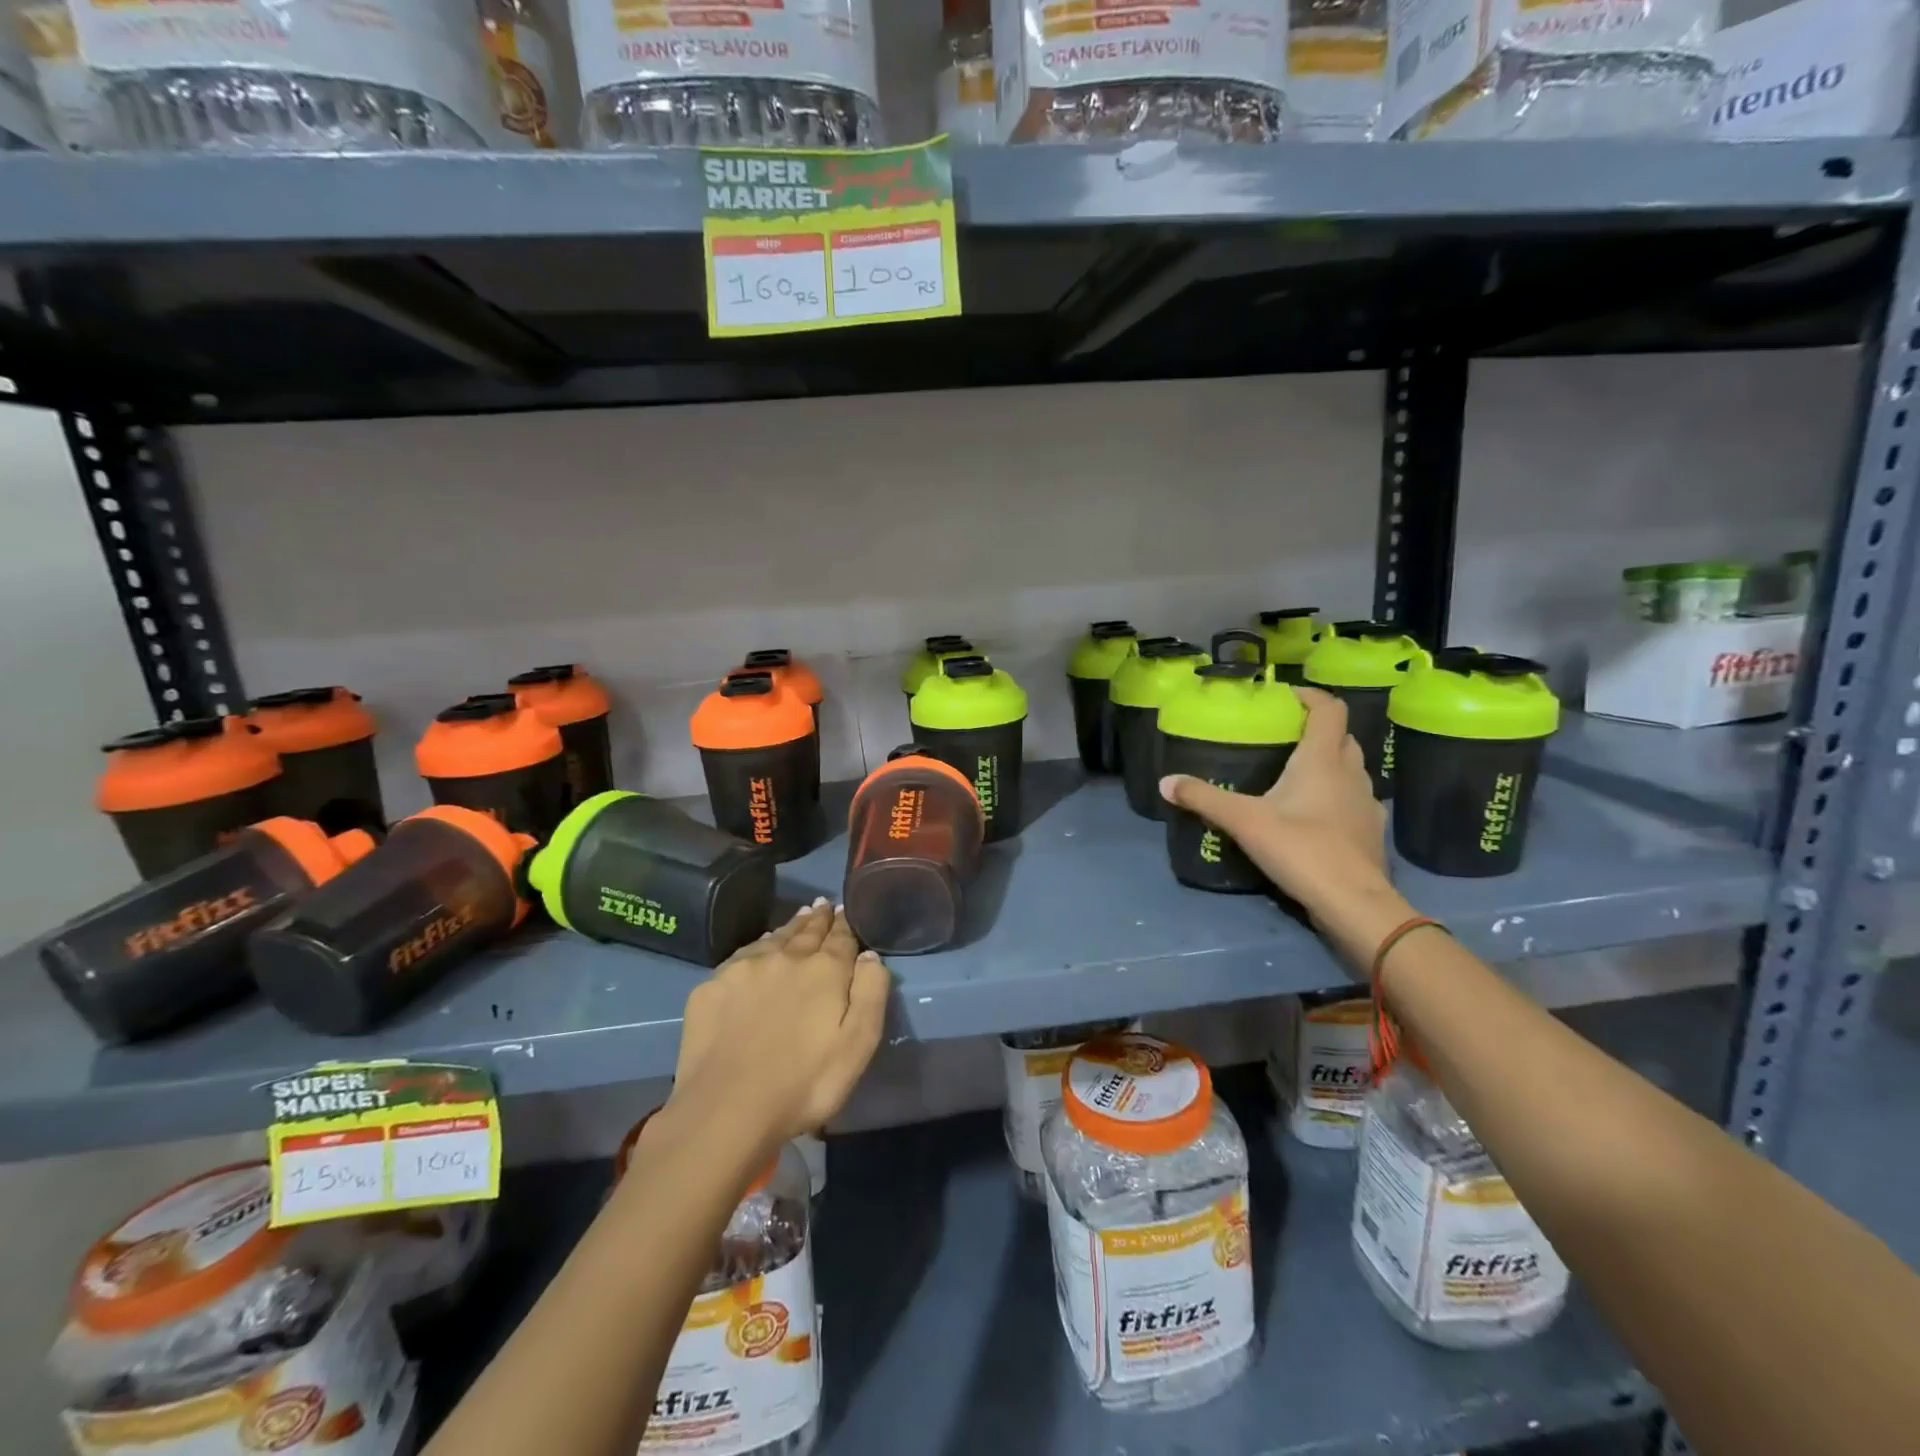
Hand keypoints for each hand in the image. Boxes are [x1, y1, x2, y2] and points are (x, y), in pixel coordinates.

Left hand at [664, 900, 889, 1156]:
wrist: (725, 1110)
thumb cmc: (804, 1084)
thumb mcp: (858, 1045)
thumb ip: (870, 992)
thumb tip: (869, 954)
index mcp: (824, 970)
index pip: (841, 938)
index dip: (845, 924)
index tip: (845, 910)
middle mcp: (785, 957)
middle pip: (807, 931)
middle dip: (818, 918)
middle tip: (823, 906)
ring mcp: (744, 969)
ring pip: (774, 937)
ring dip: (791, 926)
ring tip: (800, 916)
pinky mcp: (711, 986)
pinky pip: (743, 955)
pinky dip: (758, 946)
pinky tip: (760, 949)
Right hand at [1160, 686, 1392, 920]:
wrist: (1353, 902)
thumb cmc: (1300, 848)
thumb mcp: (1243, 821)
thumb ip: (1204, 799)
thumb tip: (1164, 782)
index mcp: (1322, 760)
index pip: (1328, 710)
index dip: (1310, 696)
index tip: (1285, 696)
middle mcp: (1350, 773)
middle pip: (1342, 737)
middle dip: (1318, 730)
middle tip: (1285, 738)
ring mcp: (1366, 803)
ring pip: (1351, 769)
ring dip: (1330, 763)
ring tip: (1297, 776)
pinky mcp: (1371, 831)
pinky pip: (1354, 800)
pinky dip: (1337, 796)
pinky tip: (1316, 815)